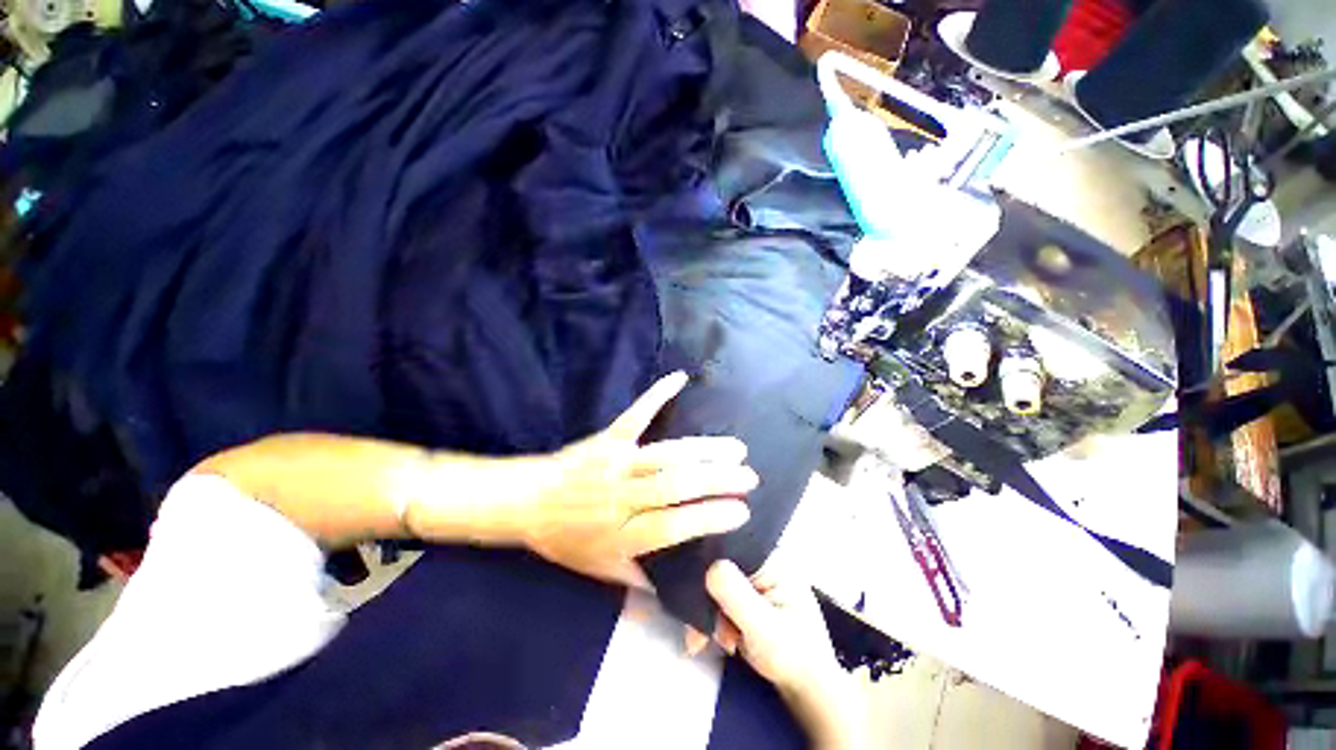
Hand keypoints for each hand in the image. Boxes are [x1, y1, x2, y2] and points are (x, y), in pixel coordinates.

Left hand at [519, 372, 757, 586]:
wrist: (526, 503)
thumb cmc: (566, 540)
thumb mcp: (601, 570)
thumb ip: (641, 578)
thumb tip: (680, 589)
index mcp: (620, 534)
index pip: (672, 528)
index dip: (708, 519)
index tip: (742, 512)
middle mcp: (620, 497)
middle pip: (674, 487)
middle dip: (717, 481)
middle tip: (749, 477)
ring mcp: (614, 463)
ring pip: (665, 455)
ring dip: (703, 450)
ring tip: (736, 448)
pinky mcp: (606, 439)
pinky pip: (635, 416)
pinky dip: (657, 395)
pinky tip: (680, 379)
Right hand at [706, 560, 866, 748]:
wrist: (807, 690)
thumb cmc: (794, 658)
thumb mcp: (764, 628)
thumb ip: (736, 596)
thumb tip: (710, 566)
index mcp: (772, 559)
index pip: (730, 548)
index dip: (708, 566)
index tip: (695, 596)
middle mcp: (761, 562)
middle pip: (720, 566)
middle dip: (707, 600)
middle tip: (701, 634)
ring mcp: (754, 579)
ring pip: (715, 584)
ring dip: (708, 614)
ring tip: (716, 642)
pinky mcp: (747, 596)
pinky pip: (719, 597)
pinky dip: (711, 618)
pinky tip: (714, 640)